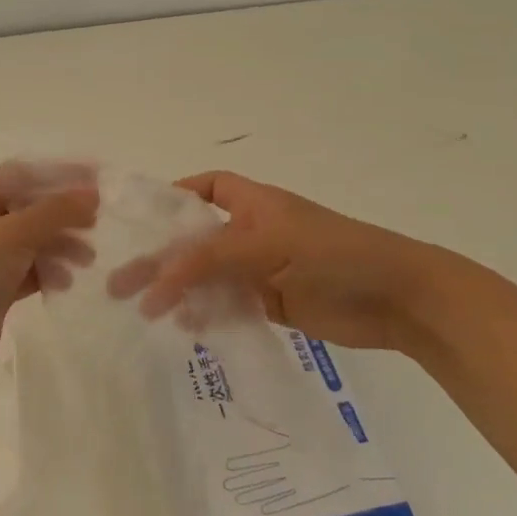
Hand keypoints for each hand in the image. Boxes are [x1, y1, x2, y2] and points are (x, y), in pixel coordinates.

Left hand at [0, 170, 98, 381]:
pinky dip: (49, 271)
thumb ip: (55, 212)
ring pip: (33, 241)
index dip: (59, 175)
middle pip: (30, 208)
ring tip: (86, 260)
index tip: (96, 181)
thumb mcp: (13, 234)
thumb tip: (92, 194)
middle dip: (63, 217)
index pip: (22, 174)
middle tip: (95, 225)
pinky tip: (63, 282)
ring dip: (61, 246)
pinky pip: (29, 269)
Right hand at [106, 170, 442, 349]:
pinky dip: (205, 313)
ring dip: (177, 290)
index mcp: (252, 203)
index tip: (139, 221)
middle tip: (118, 282)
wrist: (398, 299)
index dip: (173, 198)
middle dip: (159, 258)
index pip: (204, 189)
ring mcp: (260, 269)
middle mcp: (251, 232)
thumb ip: (208, 259)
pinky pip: (226, 304)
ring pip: (206, 276)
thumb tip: (156, 279)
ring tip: (144, 310)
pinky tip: (186, 327)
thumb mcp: (266, 245)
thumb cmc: (333, 254)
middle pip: (194, 240)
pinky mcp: (270, 303)